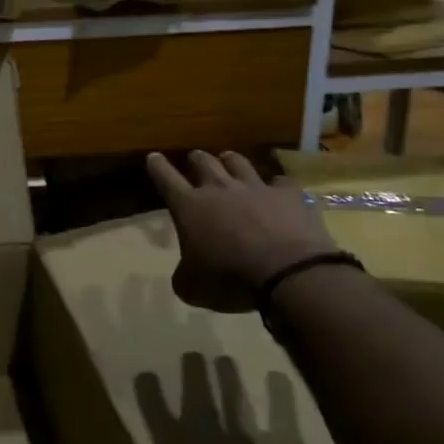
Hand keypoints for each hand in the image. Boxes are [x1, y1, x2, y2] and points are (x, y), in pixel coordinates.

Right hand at [146, 150, 338, 312]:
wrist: (289, 274)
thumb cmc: (231, 279)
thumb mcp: (192, 287)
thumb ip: (184, 273)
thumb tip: (186, 272)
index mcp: (189, 206)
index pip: (165, 177)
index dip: (157, 166)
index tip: (153, 157)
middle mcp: (219, 189)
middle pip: (202, 161)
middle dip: (195, 159)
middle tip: (194, 160)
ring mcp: (256, 188)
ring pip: (238, 162)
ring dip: (230, 161)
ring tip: (229, 160)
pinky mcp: (289, 195)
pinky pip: (280, 182)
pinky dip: (276, 185)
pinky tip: (278, 190)